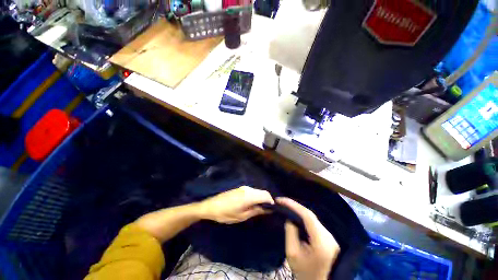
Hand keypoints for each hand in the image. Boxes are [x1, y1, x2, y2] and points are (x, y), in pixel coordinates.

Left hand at [199, 186, 273, 223]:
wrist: (211, 206)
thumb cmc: (226, 214)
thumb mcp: (241, 216)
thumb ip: (256, 211)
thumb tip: (267, 209)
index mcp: (249, 196)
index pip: (265, 195)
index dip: (271, 202)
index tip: (273, 210)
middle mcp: (248, 189)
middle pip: (263, 192)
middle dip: (267, 200)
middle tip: (267, 211)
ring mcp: (244, 187)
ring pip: (258, 191)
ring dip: (261, 198)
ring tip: (260, 209)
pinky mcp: (240, 188)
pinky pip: (252, 191)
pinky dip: (256, 197)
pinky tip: (252, 204)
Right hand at [277, 197, 339, 279]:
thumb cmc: (304, 273)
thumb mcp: (292, 254)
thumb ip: (290, 232)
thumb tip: (289, 217)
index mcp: (321, 242)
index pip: (307, 216)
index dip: (293, 205)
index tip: (280, 200)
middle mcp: (329, 236)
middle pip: (310, 215)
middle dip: (295, 206)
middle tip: (282, 202)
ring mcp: (331, 237)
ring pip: (313, 218)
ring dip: (299, 211)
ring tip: (287, 206)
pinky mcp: (329, 238)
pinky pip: (314, 223)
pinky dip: (304, 217)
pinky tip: (296, 215)